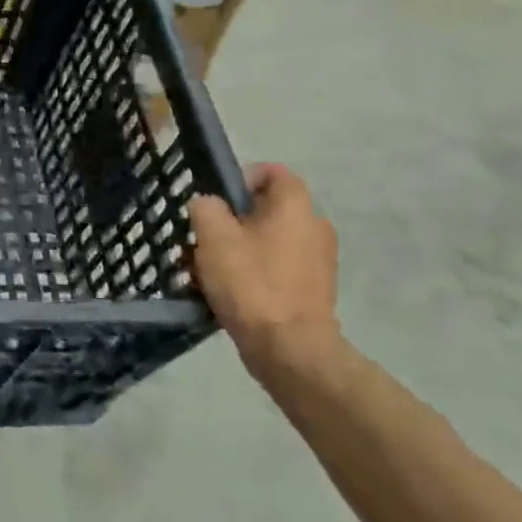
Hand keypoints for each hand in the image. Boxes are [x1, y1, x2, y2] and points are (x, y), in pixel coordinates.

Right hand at [188, 164, 339, 381]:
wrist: (289, 349)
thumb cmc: (250, 282)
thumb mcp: (213, 236)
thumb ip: (206, 208)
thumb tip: (208, 205)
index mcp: (295, 208)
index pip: (274, 172)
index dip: (242, 177)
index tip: (216, 199)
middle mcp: (315, 228)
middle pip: (267, 209)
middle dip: (232, 219)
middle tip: (204, 235)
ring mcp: (318, 262)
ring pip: (268, 239)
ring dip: (238, 247)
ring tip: (207, 267)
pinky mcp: (312, 291)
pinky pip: (276, 267)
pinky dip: (252, 271)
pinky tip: (227, 290)